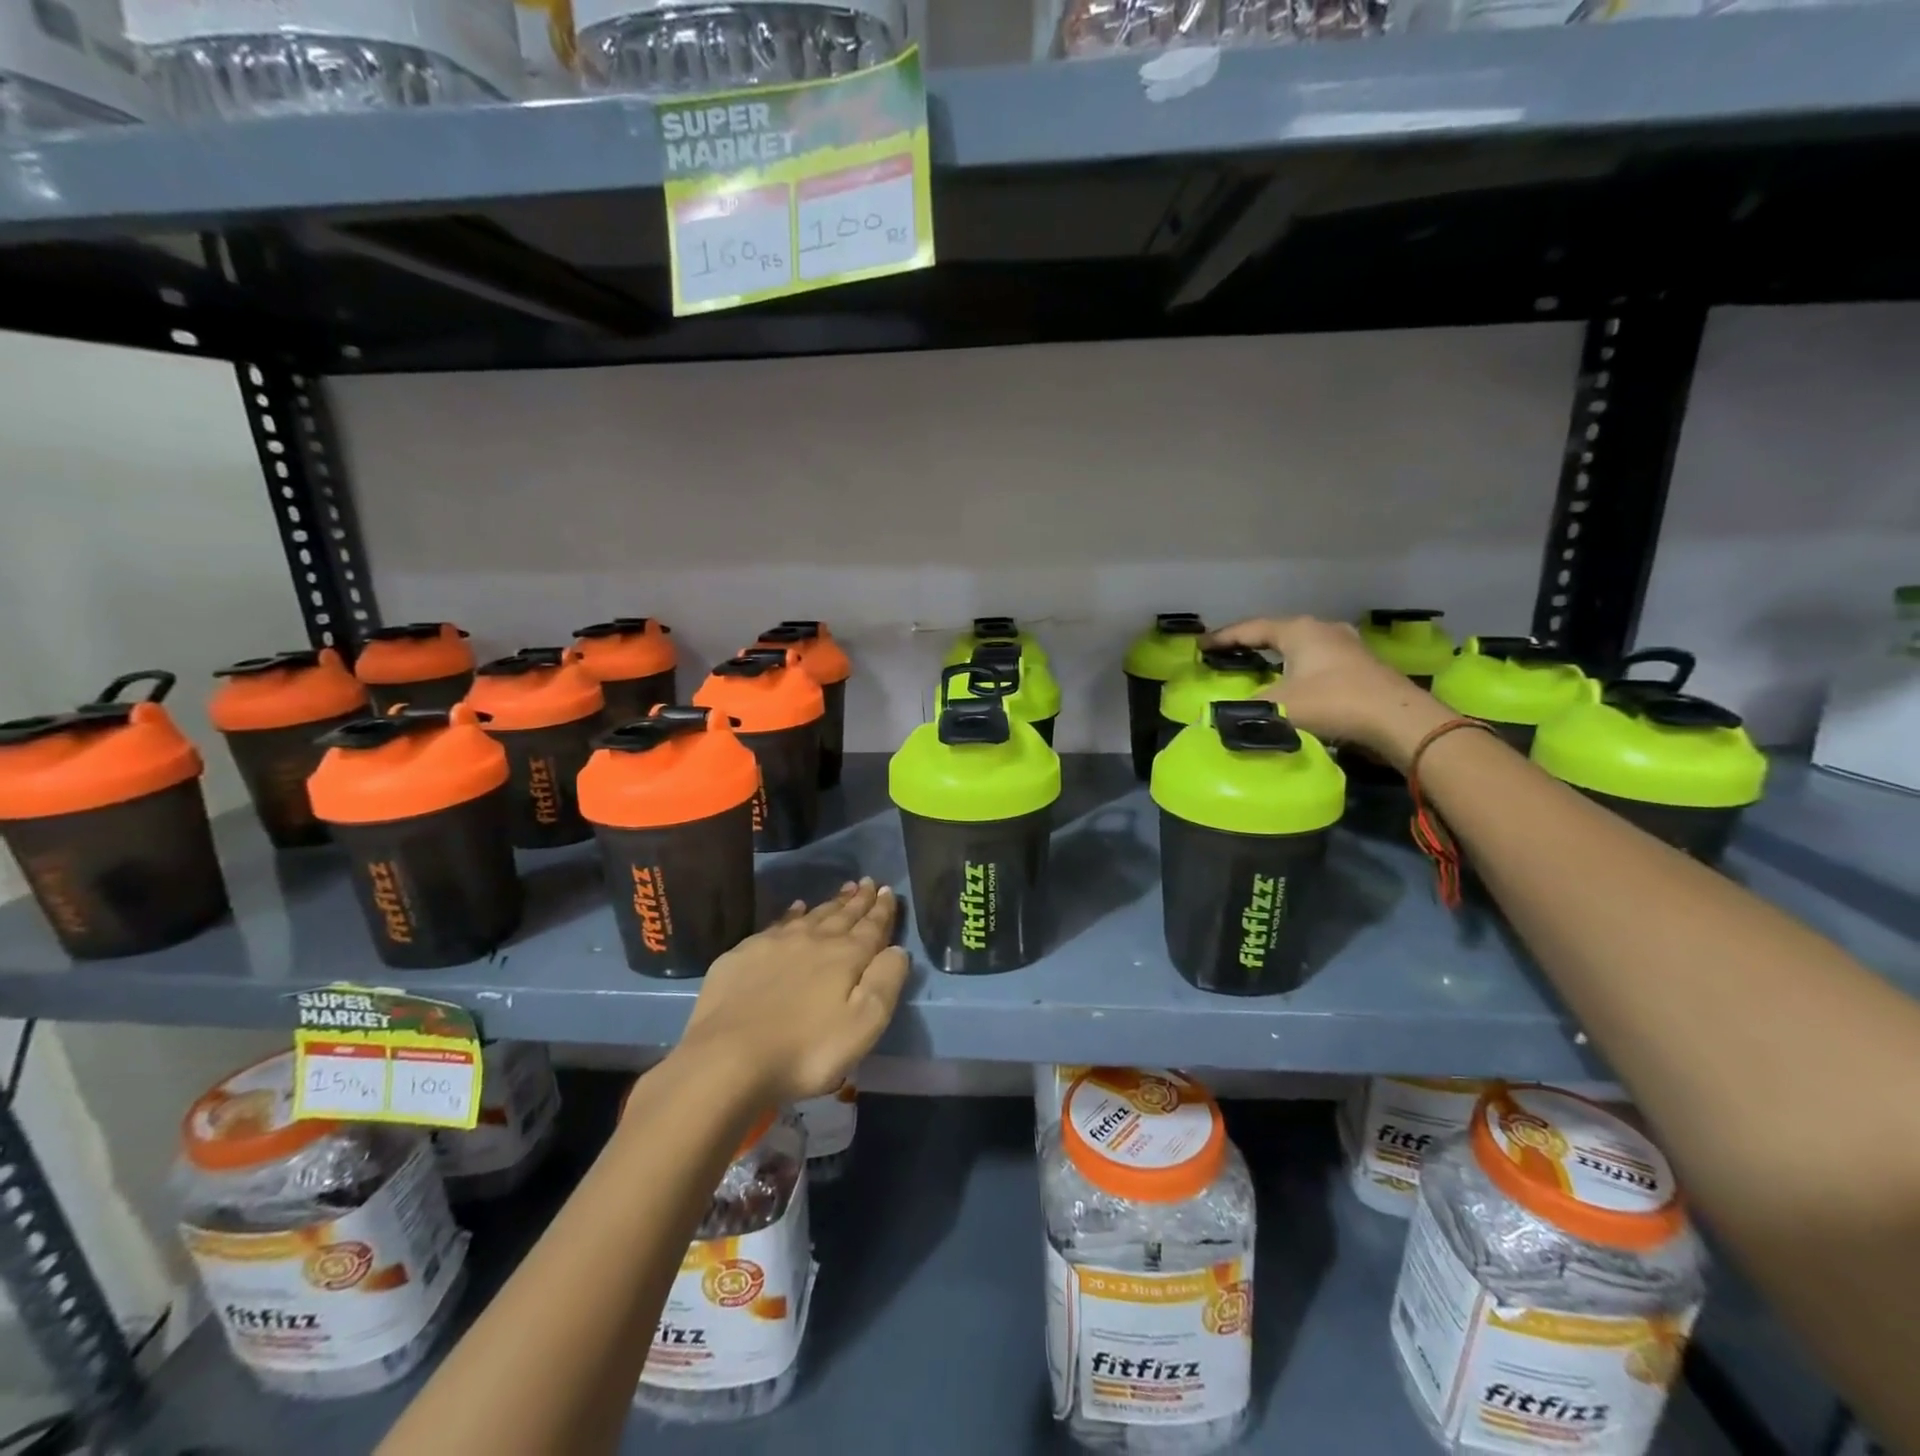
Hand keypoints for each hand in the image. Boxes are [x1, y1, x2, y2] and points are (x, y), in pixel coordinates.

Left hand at [676, 879, 910, 1104]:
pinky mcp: (744, 954)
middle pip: (842, 915)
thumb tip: (897, 949)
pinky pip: (777, 924)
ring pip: (812, 915)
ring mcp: (775, 944)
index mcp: (846, 957)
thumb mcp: (863, 1025)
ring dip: (831, 903)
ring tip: (844, 889)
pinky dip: (792, 913)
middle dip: (859, 900)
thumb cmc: (806, 1050)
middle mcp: (813, 940)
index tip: (888, 891)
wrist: (728, 1058)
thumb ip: (885, 982)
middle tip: (869, 882)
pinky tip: (796, 908)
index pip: (871, 927)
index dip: (883, 909)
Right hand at [1209, 616, 1450, 766]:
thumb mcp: (1278, 706)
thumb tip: (1218, 714)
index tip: (1200, 646)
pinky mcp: (1362, 665)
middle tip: (1228, 655)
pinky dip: (1297, 668)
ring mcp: (1346, 645)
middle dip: (1251, 643)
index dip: (1223, 638)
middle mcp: (1322, 629)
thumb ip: (1245, 708)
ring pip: (1300, 645)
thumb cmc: (1333, 702)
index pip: (1250, 629)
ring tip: (1258, 667)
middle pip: (1277, 632)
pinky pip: (1317, 660)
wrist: (1398, 720)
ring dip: (1277, 656)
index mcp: (1298, 630)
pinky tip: (1294, 681)